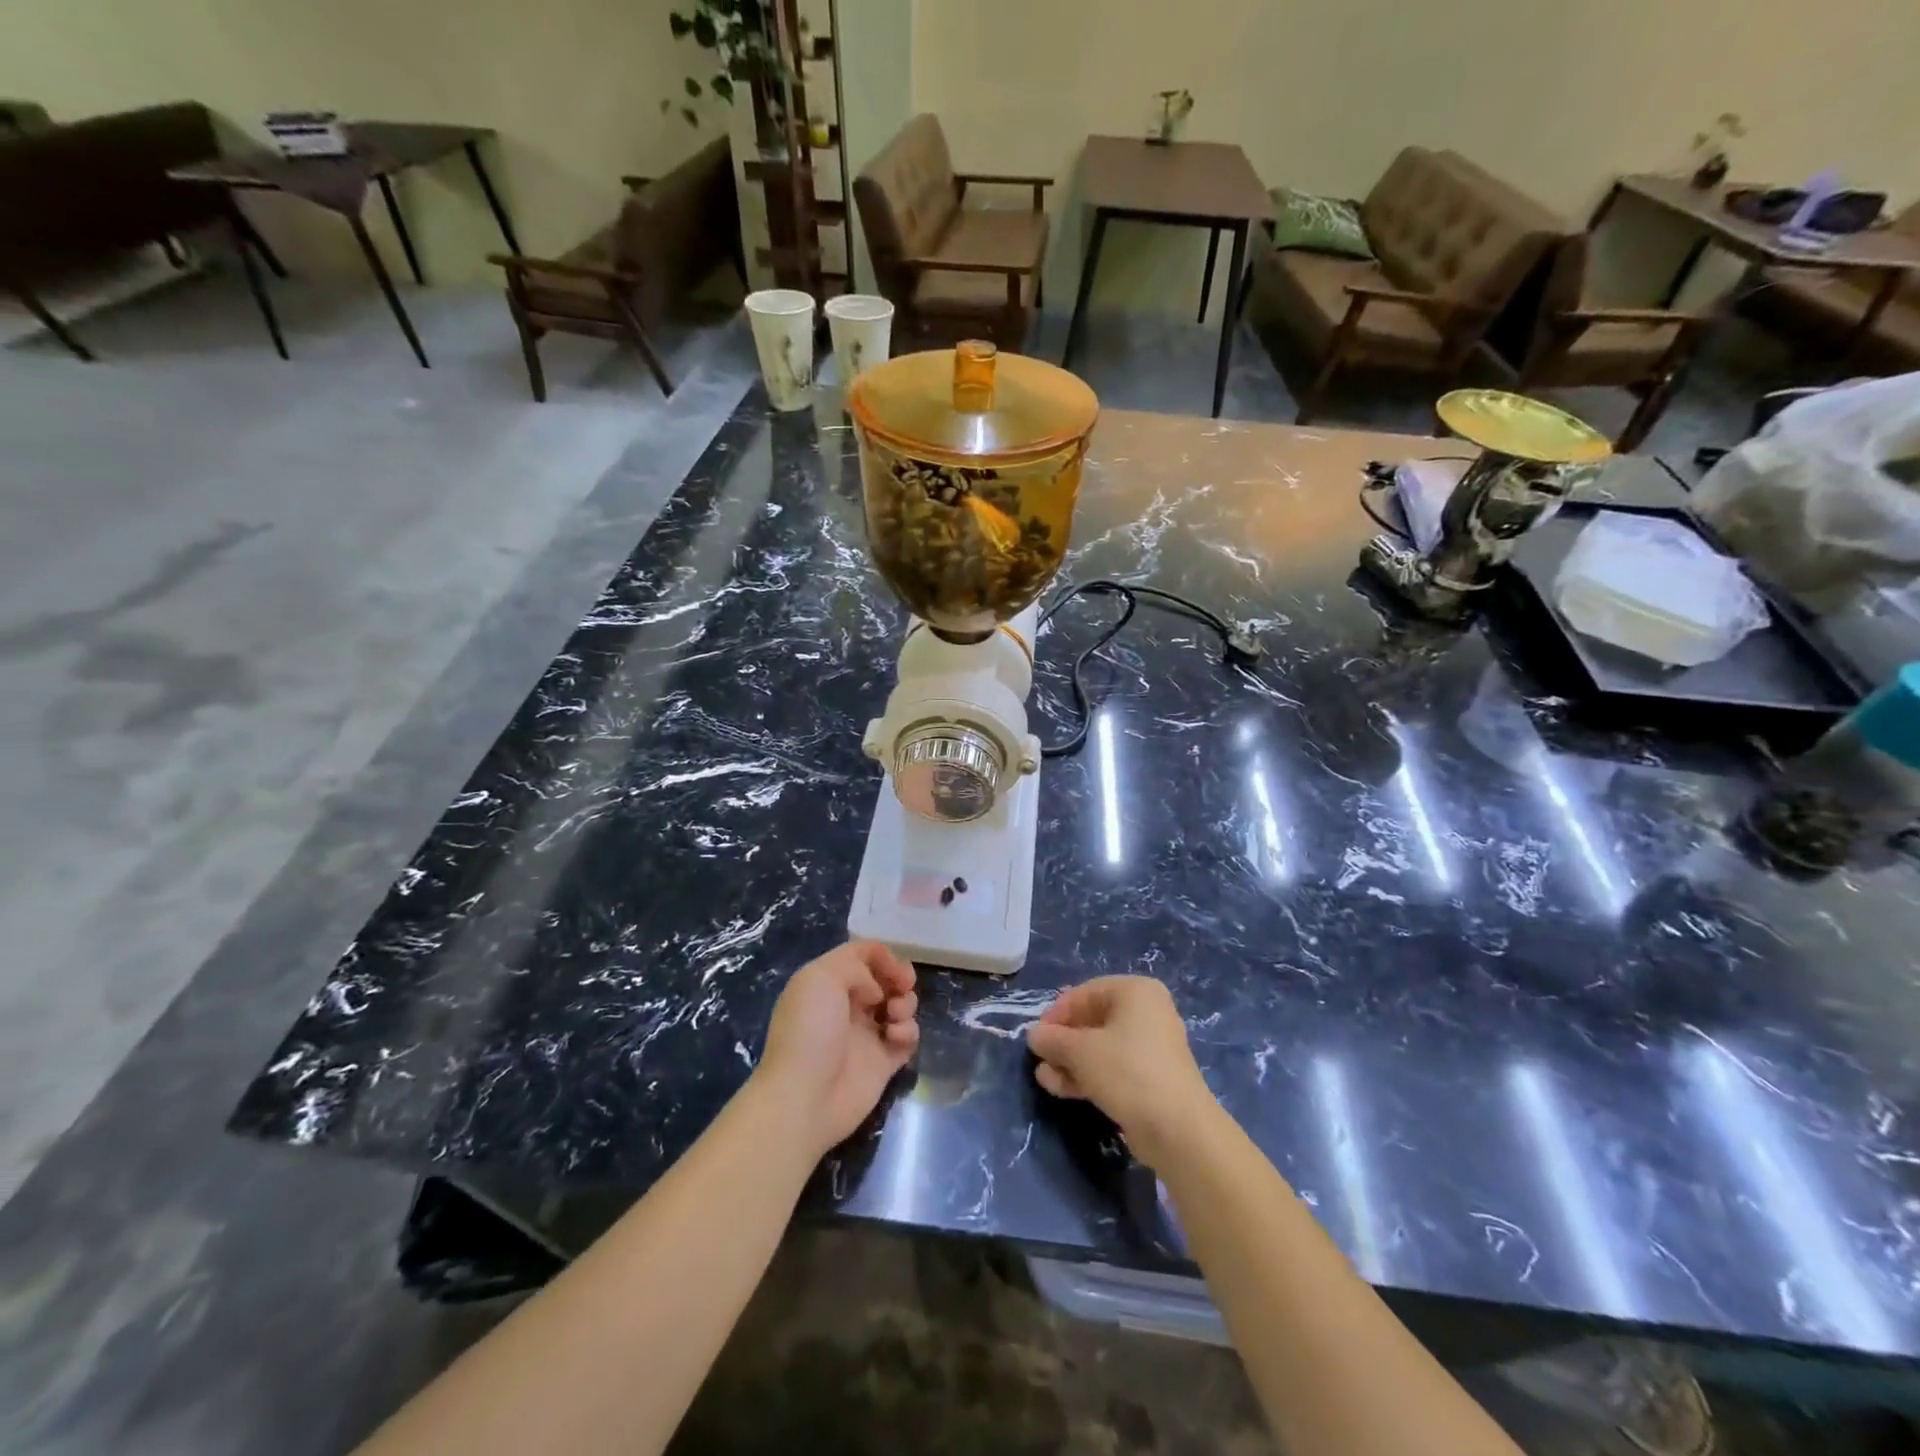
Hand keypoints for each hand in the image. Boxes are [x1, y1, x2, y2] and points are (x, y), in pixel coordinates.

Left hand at [752, 941, 918, 1156]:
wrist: (805, 1098)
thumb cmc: (810, 1030)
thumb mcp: (821, 977)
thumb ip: (855, 965)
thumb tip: (876, 989)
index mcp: (827, 984)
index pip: (861, 956)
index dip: (881, 955)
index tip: (891, 965)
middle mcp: (847, 1006)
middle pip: (884, 979)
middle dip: (899, 976)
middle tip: (903, 984)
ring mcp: (866, 1035)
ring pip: (900, 1005)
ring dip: (905, 1003)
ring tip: (894, 1015)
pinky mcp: (883, 1062)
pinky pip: (907, 1038)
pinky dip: (907, 1032)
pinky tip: (894, 1038)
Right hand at [1027, 976, 1214, 1169]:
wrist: (1177, 1129)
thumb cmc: (1127, 1071)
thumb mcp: (1080, 1051)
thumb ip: (1052, 1039)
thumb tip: (1033, 1035)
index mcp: (1135, 992)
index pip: (1085, 993)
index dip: (1056, 1013)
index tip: (1036, 1035)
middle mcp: (1146, 1012)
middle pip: (1092, 1020)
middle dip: (1063, 1041)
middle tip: (1039, 1058)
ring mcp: (1150, 1047)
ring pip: (1100, 1047)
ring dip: (1070, 1061)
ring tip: (1044, 1078)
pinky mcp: (1150, 1078)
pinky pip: (1112, 1068)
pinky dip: (1087, 1075)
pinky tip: (1061, 1088)